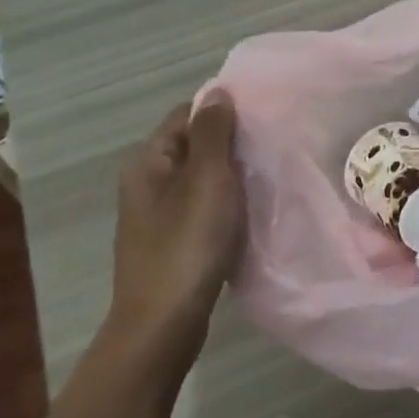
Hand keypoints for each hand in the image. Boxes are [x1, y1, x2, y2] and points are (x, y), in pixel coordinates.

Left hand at [103, 90, 244, 372]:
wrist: (162, 326)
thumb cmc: (187, 245)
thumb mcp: (207, 180)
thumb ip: (213, 133)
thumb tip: (218, 91)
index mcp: (149, 162)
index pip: (186, 114)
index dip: (222, 111)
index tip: (261, 118)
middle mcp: (147, 183)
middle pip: (194, 146)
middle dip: (231, 144)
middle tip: (271, 147)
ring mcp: (157, 216)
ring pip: (201, 179)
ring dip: (231, 176)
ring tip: (267, 177)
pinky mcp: (172, 243)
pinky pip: (203, 208)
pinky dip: (226, 205)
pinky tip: (250, 213)